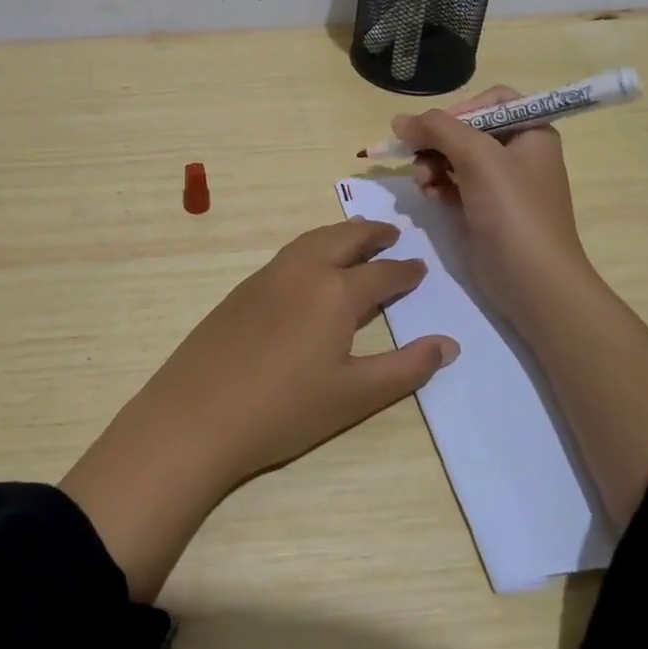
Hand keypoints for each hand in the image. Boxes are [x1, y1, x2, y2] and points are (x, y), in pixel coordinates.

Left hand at [137, 218, 458, 484]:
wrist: (198, 415)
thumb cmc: (285, 409)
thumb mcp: (355, 395)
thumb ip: (406, 368)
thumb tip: (448, 344)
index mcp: (335, 292)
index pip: (381, 274)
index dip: (404, 271)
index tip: (420, 267)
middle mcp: (302, 271)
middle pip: (343, 239)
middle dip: (370, 234)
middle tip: (391, 234)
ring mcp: (266, 277)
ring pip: (310, 241)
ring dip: (338, 235)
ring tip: (355, 240)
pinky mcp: (241, 290)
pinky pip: (287, 255)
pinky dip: (310, 248)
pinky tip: (310, 267)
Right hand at [392, 86, 591, 326]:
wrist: (533, 281)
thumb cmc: (513, 209)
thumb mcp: (477, 157)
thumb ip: (437, 129)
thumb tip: (399, 120)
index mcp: (532, 133)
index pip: (492, 101)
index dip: (460, 109)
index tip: (434, 128)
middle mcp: (519, 154)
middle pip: (468, 130)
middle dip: (438, 142)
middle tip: (415, 156)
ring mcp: (502, 185)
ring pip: (455, 158)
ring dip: (432, 165)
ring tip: (422, 182)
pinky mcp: (485, 210)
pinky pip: (454, 185)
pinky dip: (439, 186)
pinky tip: (430, 196)